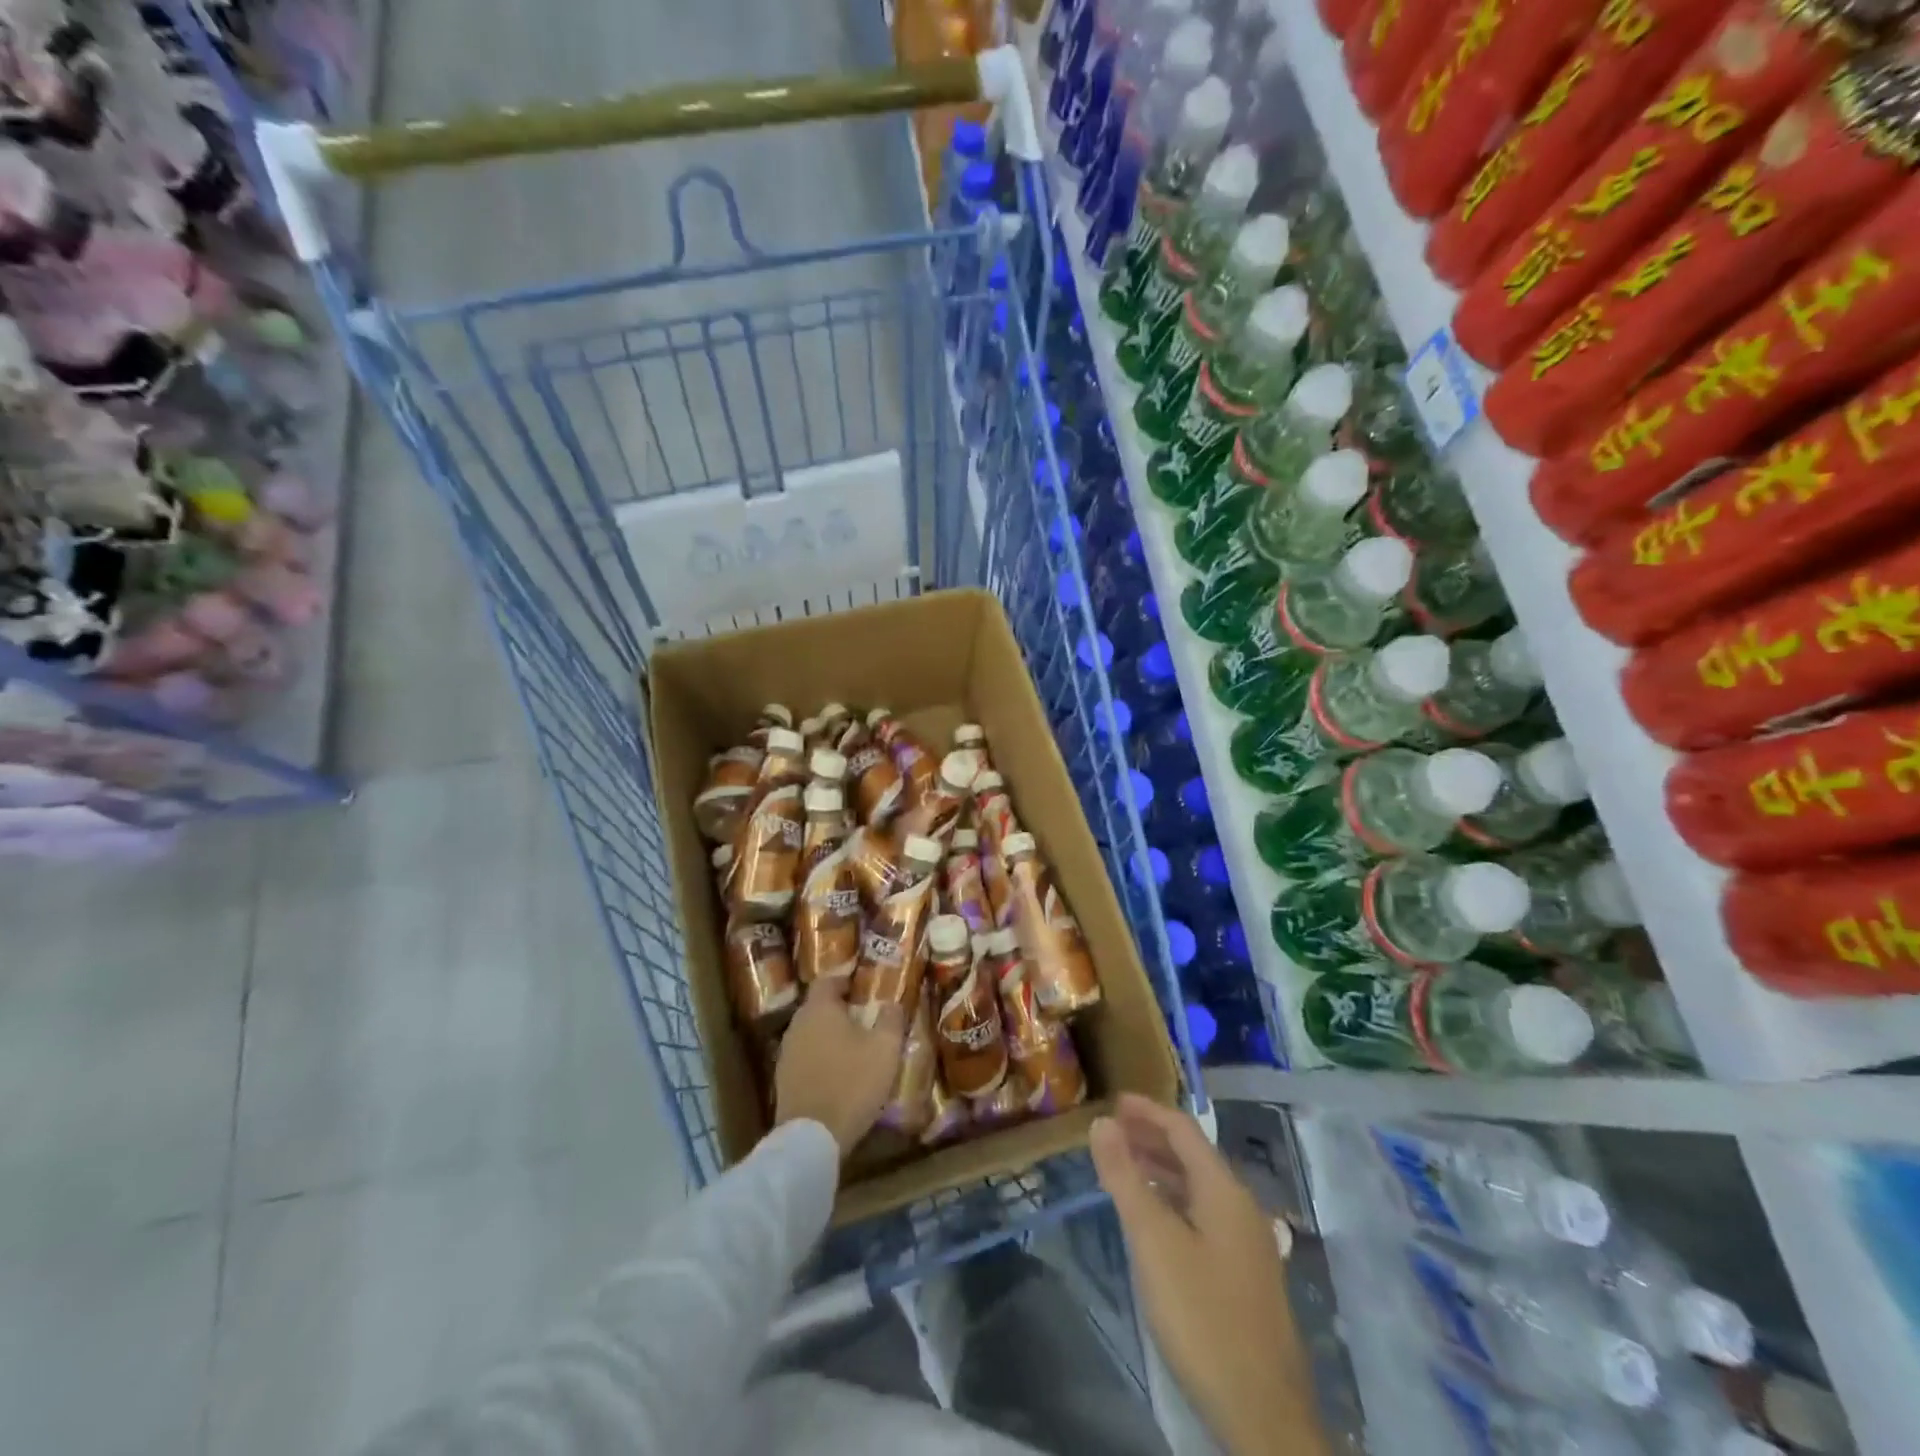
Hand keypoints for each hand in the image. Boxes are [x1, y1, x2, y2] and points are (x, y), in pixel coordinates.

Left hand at [774, 978, 905, 1155]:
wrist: (812, 1137)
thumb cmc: (852, 1082)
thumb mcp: (885, 1048)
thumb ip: (891, 1019)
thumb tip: (892, 1003)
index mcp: (819, 1009)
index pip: (828, 980)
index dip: (846, 981)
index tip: (864, 989)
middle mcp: (797, 1024)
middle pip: (818, 1007)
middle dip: (839, 1010)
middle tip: (864, 1019)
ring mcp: (786, 1054)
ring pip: (811, 1033)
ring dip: (829, 1036)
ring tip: (854, 1048)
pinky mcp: (783, 1080)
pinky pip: (805, 1058)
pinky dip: (820, 1059)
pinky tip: (838, 1074)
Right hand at [1091, 1095, 1325, 1455]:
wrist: (1264, 1413)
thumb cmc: (1202, 1315)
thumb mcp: (1153, 1241)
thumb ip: (1125, 1177)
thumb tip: (1102, 1122)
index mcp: (1224, 1189)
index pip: (1182, 1129)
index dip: (1147, 1111)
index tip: (1113, 1101)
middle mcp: (1241, 1206)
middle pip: (1193, 1155)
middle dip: (1151, 1138)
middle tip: (1111, 1133)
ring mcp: (1248, 1243)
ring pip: (1199, 1188)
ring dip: (1161, 1170)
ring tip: (1123, 1169)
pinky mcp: (1247, 1276)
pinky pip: (1204, 1215)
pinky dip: (1174, 1201)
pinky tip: (1154, 1221)